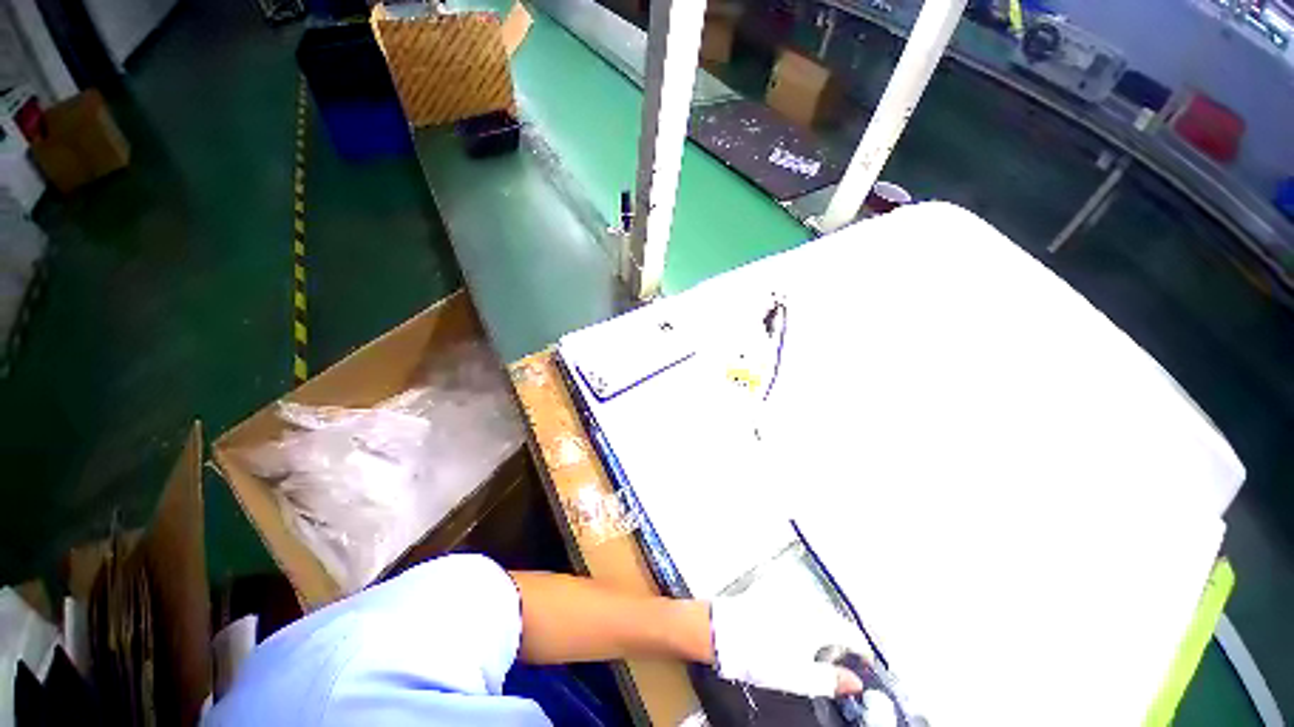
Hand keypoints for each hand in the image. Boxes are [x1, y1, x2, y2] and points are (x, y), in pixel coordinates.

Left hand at [709, 595, 865, 697]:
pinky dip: (799, 610)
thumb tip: (857, 683)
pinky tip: (789, 624)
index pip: (851, 632)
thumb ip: (832, 680)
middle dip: (838, 637)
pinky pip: (794, 597)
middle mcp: (806, 600)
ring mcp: (786, 590)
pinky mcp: (771, 586)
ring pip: (814, 606)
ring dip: (820, 623)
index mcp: (818, 622)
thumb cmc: (763, 657)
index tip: (864, 662)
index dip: (862, 649)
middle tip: (834, 658)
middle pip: (834, 618)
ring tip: (811, 644)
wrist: (724, 632)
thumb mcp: (800, 678)